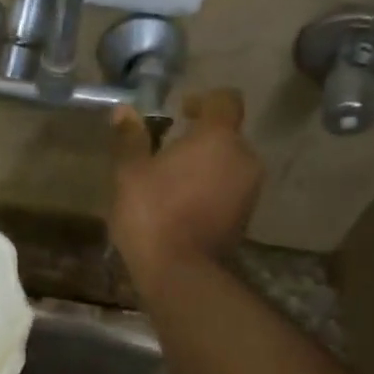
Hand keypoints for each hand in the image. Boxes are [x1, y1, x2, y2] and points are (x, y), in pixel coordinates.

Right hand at [110, 89, 263, 293]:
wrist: (180, 274)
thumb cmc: (152, 214)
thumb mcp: (130, 173)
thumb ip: (131, 138)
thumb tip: (125, 111)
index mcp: (218, 138)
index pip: (225, 100)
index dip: (204, 100)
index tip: (180, 110)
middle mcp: (244, 158)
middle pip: (227, 135)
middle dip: (201, 138)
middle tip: (167, 150)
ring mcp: (249, 190)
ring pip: (229, 164)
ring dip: (206, 166)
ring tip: (172, 181)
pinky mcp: (246, 218)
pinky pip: (230, 190)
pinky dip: (211, 189)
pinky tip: (183, 205)